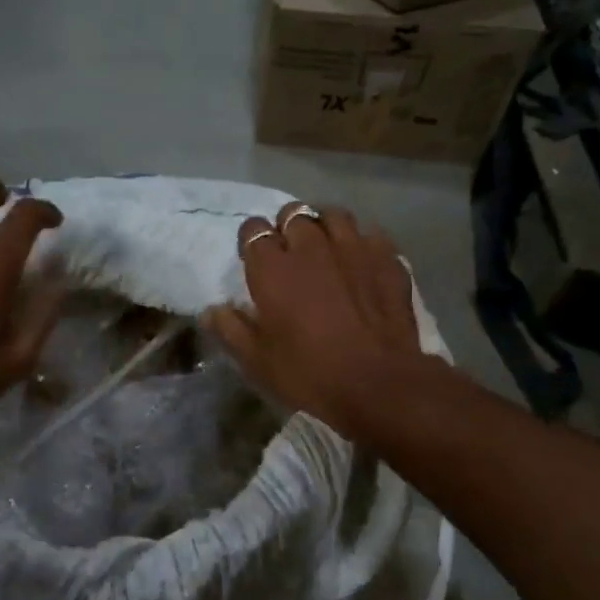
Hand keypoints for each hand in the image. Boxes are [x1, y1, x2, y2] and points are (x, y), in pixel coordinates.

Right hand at [204, 201, 431, 439]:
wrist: (379, 384)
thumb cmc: (309, 373)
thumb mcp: (257, 362)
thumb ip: (231, 330)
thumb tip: (211, 310)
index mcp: (272, 267)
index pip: (253, 230)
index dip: (251, 241)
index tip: (254, 260)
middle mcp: (311, 246)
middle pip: (293, 214)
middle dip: (287, 228)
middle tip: (289, 254)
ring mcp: (353, 248)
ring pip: (333, 215)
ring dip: (323, 226)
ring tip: (324, 247)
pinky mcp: (387, 259)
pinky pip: (369, 234)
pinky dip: (360, 242)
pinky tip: (360, 261)